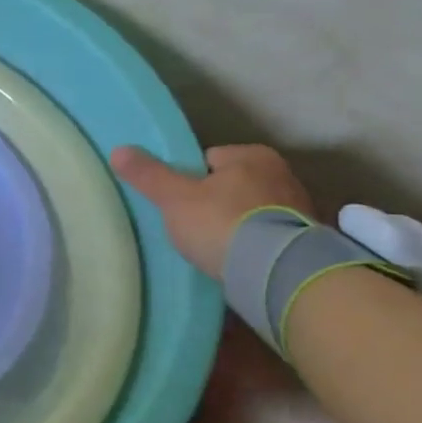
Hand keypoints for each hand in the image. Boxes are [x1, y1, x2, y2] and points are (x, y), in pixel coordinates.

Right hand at [111, 144, 313, 279]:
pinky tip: (234, 259)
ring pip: (250, 211)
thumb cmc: (222, 223)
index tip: (175, 202)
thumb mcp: (175, 198)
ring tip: (210, 246)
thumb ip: (148, 175)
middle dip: (212, 202)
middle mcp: (282, 175)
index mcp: (253, 156)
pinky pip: (265, 236)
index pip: (208, 159)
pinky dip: (250, 244)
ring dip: (234, 225)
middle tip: (189, 225)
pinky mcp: (303, 240)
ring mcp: (298, 209)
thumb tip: (119, 150)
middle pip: (231, 185)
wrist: (276, 272)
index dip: (187, 179)